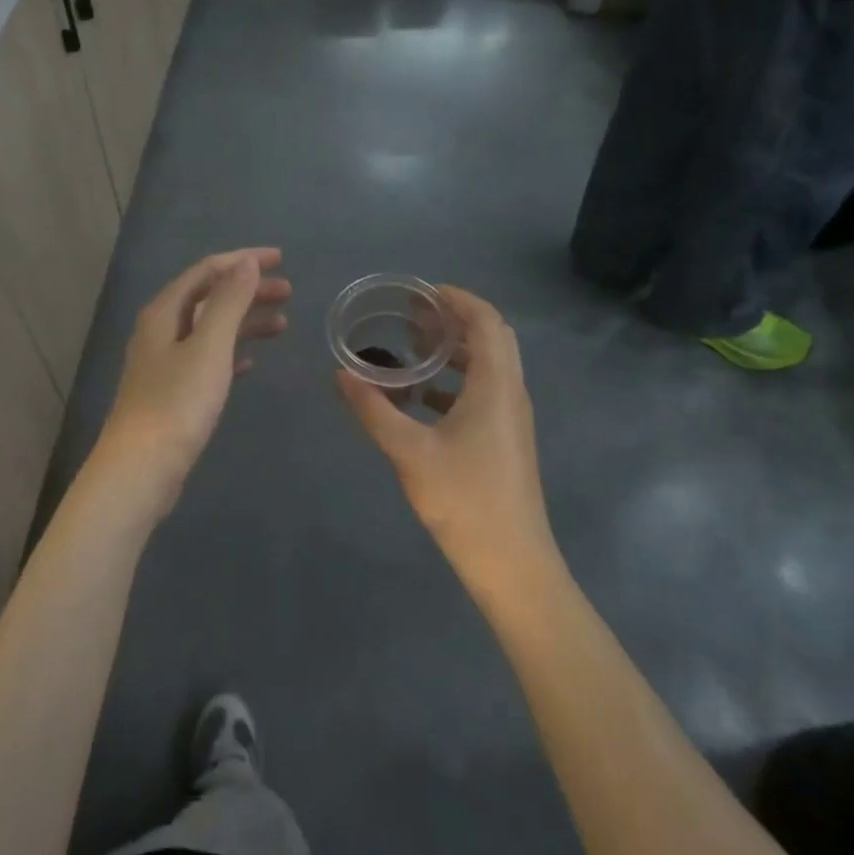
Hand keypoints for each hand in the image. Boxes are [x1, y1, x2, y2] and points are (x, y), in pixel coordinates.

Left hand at [96, 248, 289, 502]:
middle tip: (289, 292)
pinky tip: (250, 363)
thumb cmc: (178, 402)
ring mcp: (165, 362)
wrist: (142, 468)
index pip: (207, 271)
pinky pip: (208, 359)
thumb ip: (229, 301)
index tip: (281, 259)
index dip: (243, 261)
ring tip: (282, 325)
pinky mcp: (172, 391)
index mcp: (164, 312)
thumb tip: (246, 263)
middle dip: (249, 290)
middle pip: (209, 297)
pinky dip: (232, 353)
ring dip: (245, 321)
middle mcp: (161, 330)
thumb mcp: (209, 346)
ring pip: (211, 329)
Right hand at [335, 286, 559, 598]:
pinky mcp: (506, 440)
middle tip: (414, 316)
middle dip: (455, 320)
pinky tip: (421, 399)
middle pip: (491, 338)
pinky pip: (484, 393)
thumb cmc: (464, 499)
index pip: (485, 320)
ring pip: (488, 366)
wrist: (512, 561)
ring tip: (414, 349)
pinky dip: (455, 382)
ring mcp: (511, 418)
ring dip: (455, 351)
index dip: (457, 299)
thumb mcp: (409, 451)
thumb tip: (341, 374)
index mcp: (495, 384)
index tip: (421, 292)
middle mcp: (510, 392)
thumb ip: (373, 409)